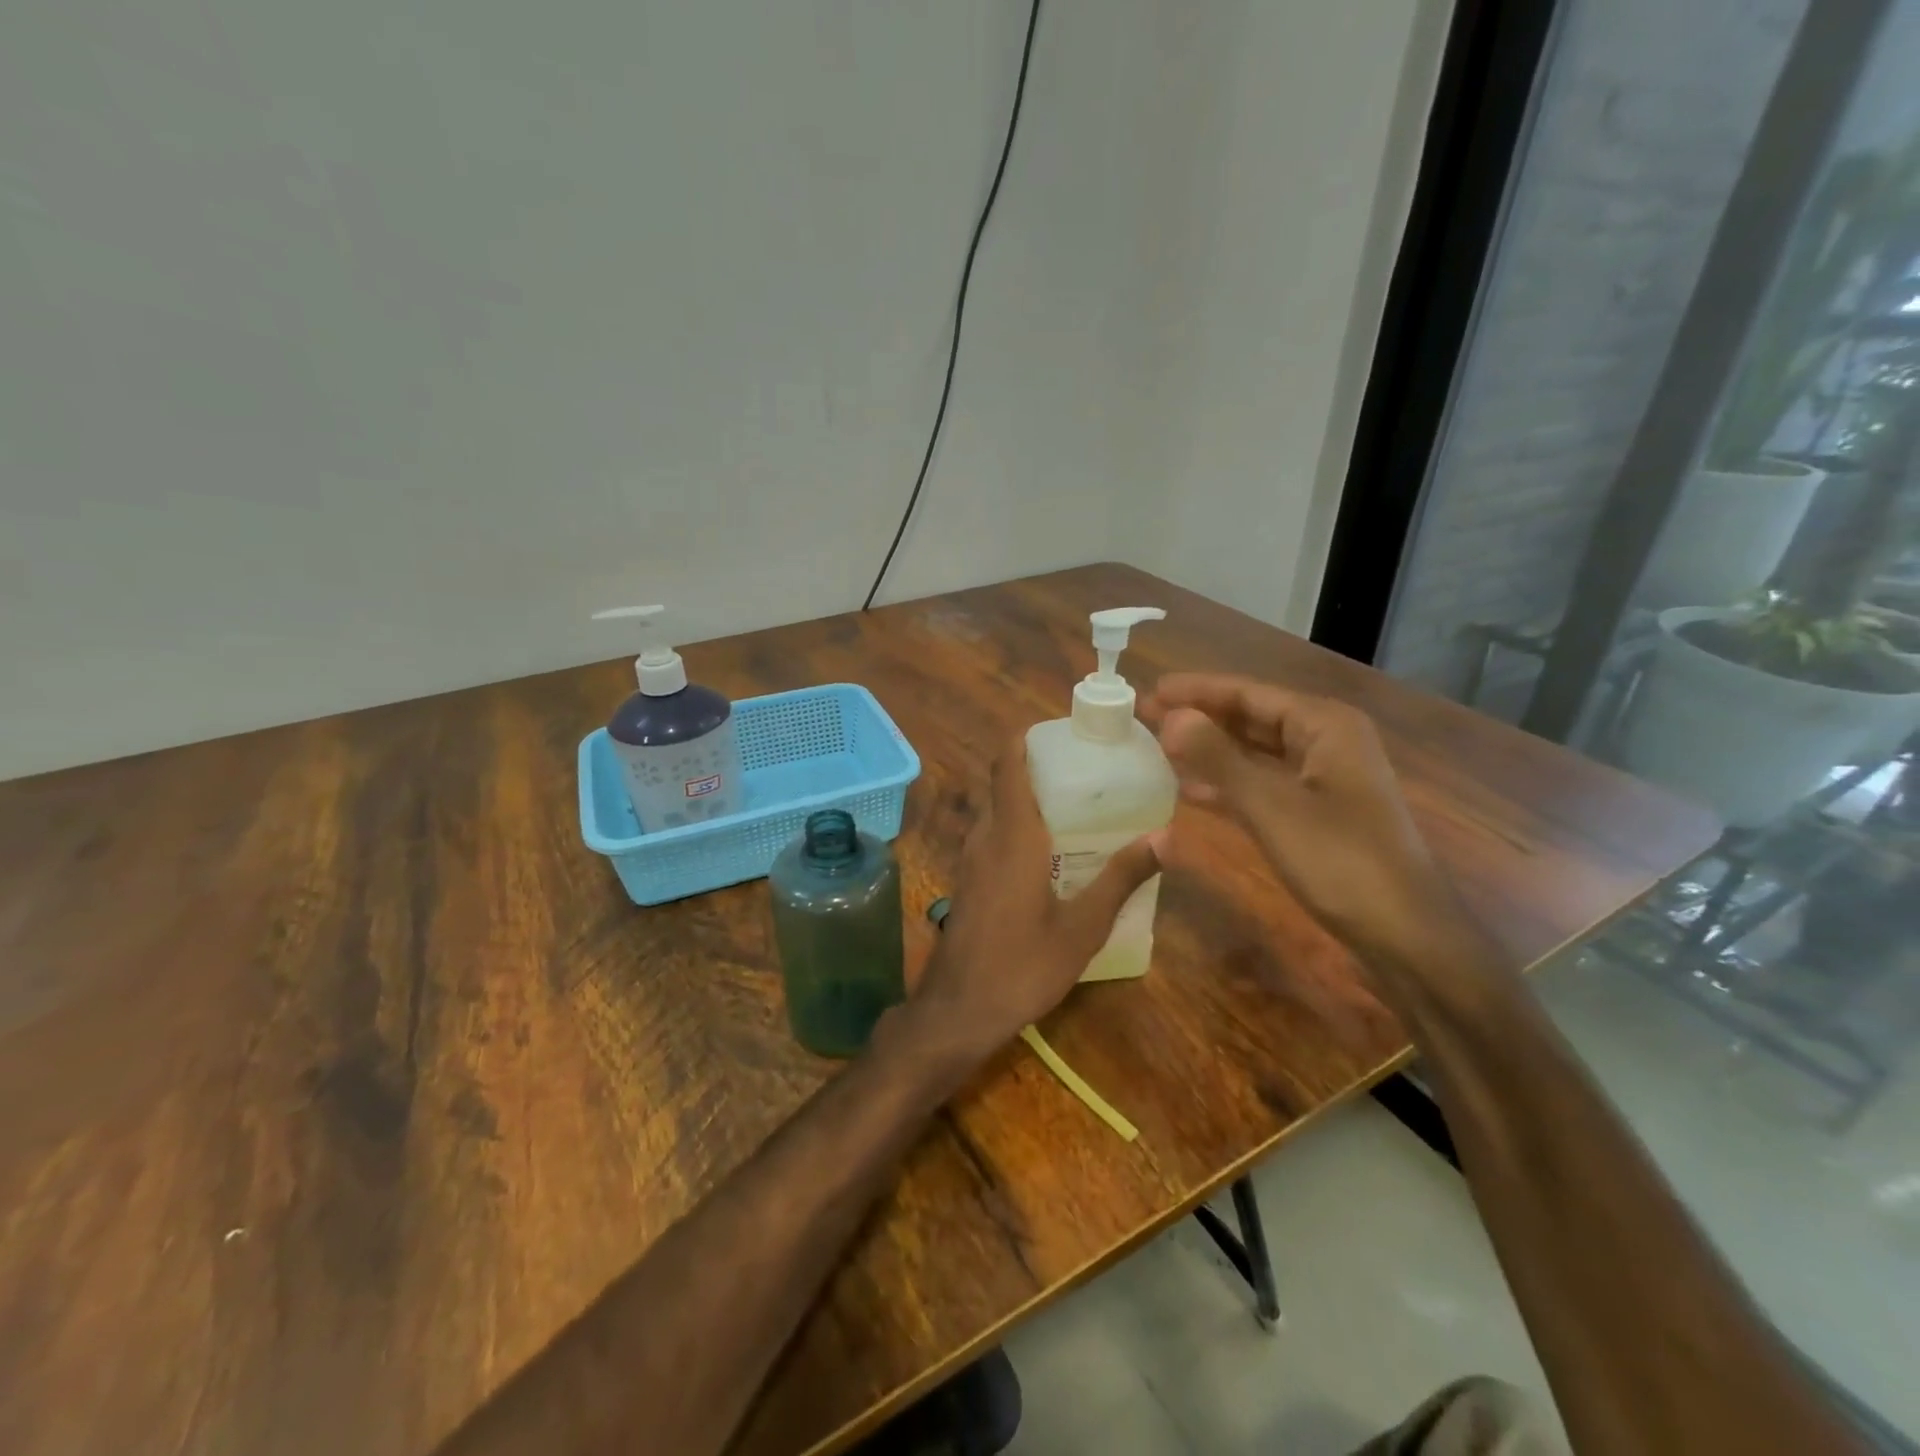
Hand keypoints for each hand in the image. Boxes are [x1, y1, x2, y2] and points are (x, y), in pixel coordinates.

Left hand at [907, 735, 1159, 1060]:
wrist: (959, 1011)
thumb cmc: (1023, 965)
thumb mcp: (1083, 925)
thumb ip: (1122, 877)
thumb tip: (1168, 835)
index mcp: (1012, 835)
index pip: (1006, 765)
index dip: (1023, 739)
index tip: (1057, 730)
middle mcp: (985, 837)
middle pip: (1002, 785)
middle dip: (1034, 768)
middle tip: (1081, 769)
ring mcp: (970, 861)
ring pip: (995, 812)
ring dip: (1024, 799)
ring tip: (1071, 805)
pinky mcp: (967, 883)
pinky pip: (990, 837)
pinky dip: (1014, 827)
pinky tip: (1046, 852)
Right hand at [1140, 674, 1451, 964]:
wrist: (1403, 934)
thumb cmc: (1340, 860)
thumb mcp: (1271, 806)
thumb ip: (1217, 758)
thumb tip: (1170, 716)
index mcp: (1324, 725)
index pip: (1248, 693)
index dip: (1197, 690)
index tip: (1151, 690)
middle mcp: (1325, 742)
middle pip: (1251, 718)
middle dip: (1199, 717)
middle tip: (1145, 716)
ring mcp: (1322, 779)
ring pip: (1254, 752)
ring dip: (1209, 750)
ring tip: (1158, 747)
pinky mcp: (1315, 813)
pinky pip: (1261, 784)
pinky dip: (1226, 784)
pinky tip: (1188, 789)